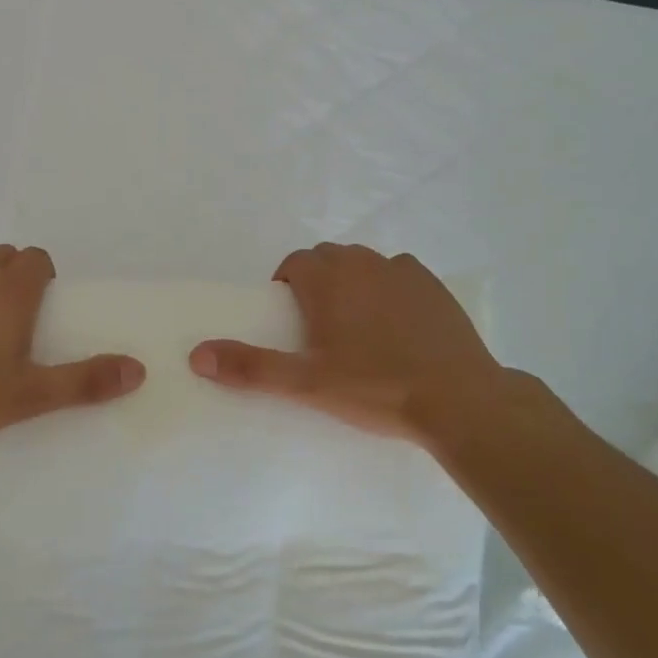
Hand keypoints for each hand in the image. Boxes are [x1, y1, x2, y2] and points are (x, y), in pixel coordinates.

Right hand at [189, 243, 510, 446]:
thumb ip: (250, 367)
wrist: (460, 400)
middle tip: (317, 325)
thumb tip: (197, 355)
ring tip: (357, 325)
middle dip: (316, 280)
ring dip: (352, 281)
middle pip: (328, 257)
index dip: (286, 284)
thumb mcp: (306, 384)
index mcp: (328, 279)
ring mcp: (404, 272)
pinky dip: (389, 287)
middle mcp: (364, 263)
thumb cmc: (375, 388)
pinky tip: (397, 325)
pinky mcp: (436, 286)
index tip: (289, 319)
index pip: (294, 263)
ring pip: (365, 263)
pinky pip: (400, 274)